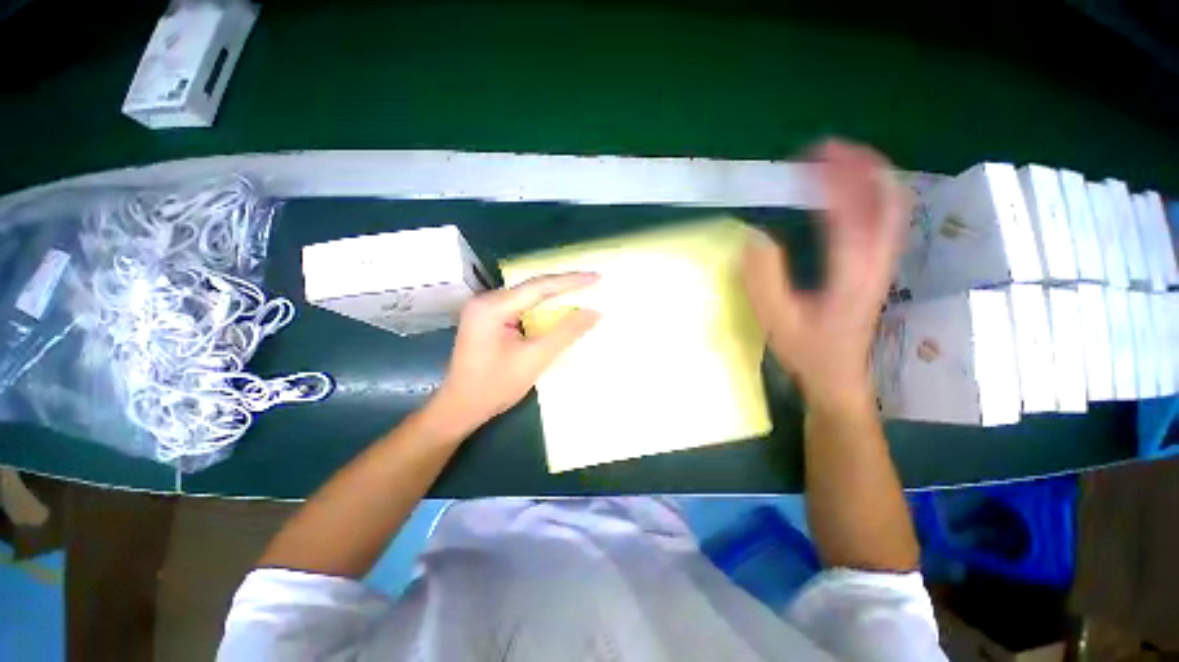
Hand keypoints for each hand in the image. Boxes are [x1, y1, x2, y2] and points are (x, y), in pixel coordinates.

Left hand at [428, 273, 600, 436]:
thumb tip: (594, 312)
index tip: (596, 276)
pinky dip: (540, 307)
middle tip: (592, 282)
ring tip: (580, 292)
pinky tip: (556, 309)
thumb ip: (566, 332)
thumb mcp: (535, 358)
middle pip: (532, 287)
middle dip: (563, 285)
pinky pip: (519, 306)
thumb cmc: (495, 386)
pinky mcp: (486, 319)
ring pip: (526, 296)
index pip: (539, 286)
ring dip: (553, 295)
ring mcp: (484, 309)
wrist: (459, 408)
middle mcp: (486, 300)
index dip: (571, 281)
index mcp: (493, 307)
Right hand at [742, 139, 909, 408]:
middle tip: (829, 149)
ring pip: (891, 208)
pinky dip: (873, 196)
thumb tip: (753, 238)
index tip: (813, 154)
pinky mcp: (878, 269)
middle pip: (886, 199)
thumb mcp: (777, 320)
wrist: (840, 377)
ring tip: (842, 161)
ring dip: (870, 177)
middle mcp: (876, 261)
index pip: (851, 211)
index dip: (835, 177)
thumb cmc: (808, 352)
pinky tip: (853, 194)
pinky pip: (885, 221)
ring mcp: (882, 264)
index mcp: (850, 272)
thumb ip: (764, 280)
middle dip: (862, 165)